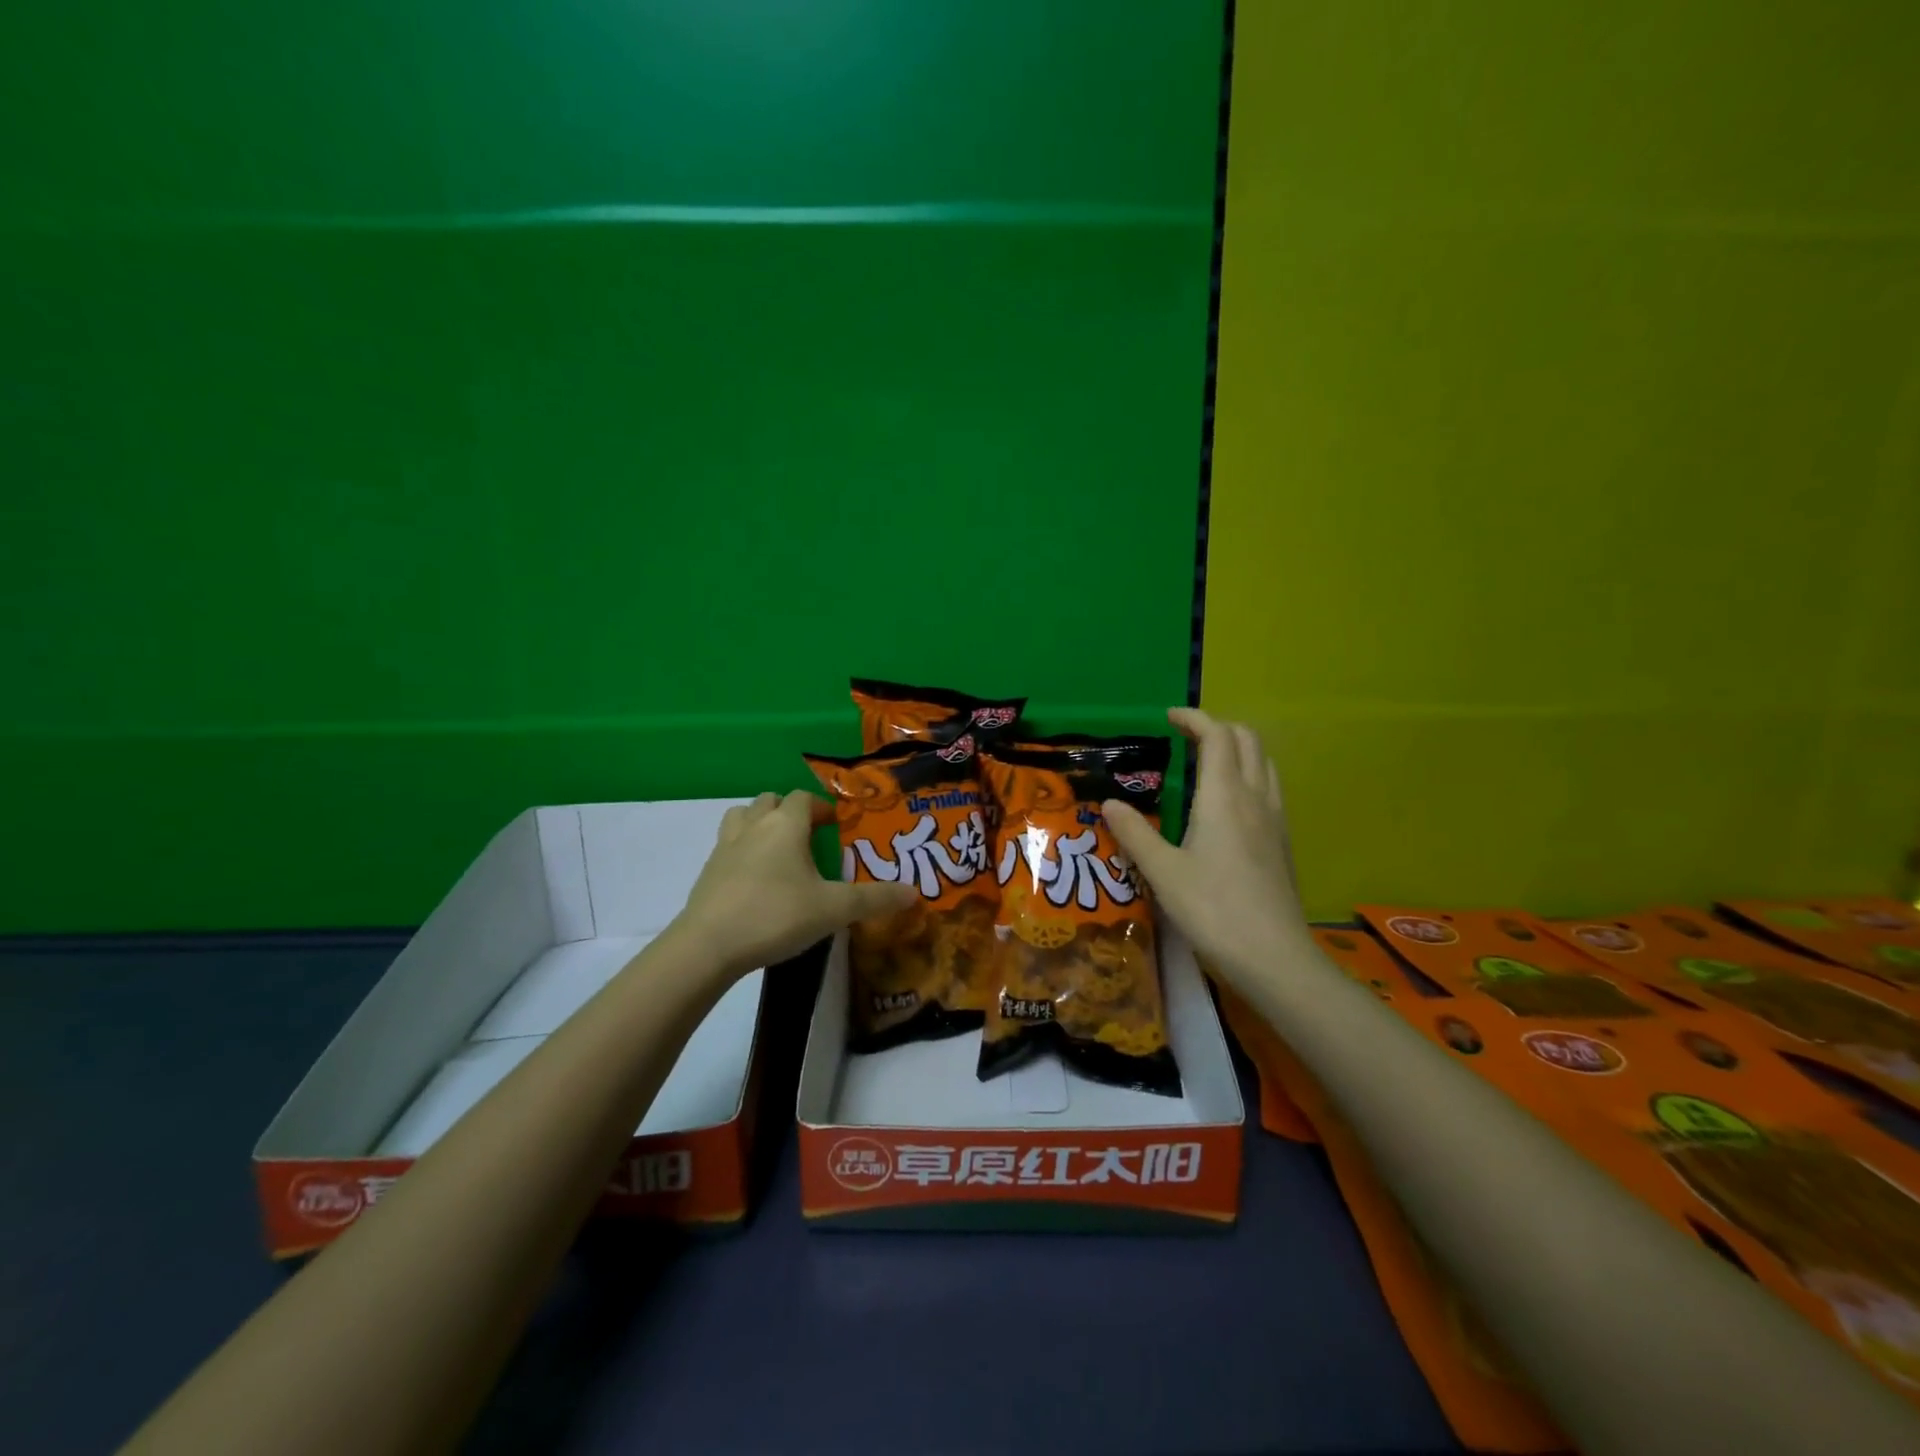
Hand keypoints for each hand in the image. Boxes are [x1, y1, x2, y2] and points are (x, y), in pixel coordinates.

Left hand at [673, 791, 917, 977]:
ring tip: (777, 850)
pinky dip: (742, 851)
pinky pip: (727, 847)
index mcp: (785, 825)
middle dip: (790, 811)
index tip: (836, 825)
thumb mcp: (834, 909)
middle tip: (808, 836)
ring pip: (741, 817)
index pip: (803, 798)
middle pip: (769, 800)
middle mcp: (753, 826)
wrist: (707, 946)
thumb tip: (914, 893)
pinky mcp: (707, 873)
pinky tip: (754, 881)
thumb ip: (875, 899)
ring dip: (759, 824)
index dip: (821, 807)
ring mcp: (724, 848)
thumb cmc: (776, 915)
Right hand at [1102, 708, 1311, 986]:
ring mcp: (1275, 820)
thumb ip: (1135, 833)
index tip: (1168, 718)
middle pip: (1248, 741)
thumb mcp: (1162, 872)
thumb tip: (1110, 803)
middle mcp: (1255, 798)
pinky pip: (1269, 789)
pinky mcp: (1282, 843)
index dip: (1194, 718)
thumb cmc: (1213, 909)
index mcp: (1225, 796)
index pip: (1218, 736)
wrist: (1274, 957)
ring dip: (1237, 751)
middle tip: (1185, 739)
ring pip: (1263, 764)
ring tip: (1205, 766)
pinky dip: (1248, 776)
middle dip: (1218, 728)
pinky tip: (1227, 807)